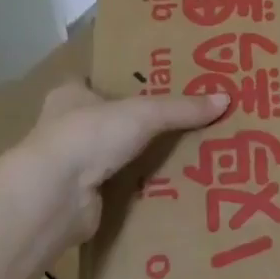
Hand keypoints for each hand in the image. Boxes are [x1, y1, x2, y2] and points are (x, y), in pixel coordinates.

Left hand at [10, 81, 228, 247]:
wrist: (54, 198)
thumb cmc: (89, 136)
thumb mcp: (144, 113)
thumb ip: (182, 108)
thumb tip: (226, 98)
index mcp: (71, 95)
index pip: (100, 80)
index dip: (128, 81)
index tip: (162, 83)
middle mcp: (67, 127)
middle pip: (113, 119)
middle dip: (144, 123)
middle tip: (187, 120)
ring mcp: (73, 164)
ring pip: (118, 155)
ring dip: (144, 158)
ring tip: (190, 153)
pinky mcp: (84, 197)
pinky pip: (122, 187)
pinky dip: (143, 188)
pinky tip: (173, 187)